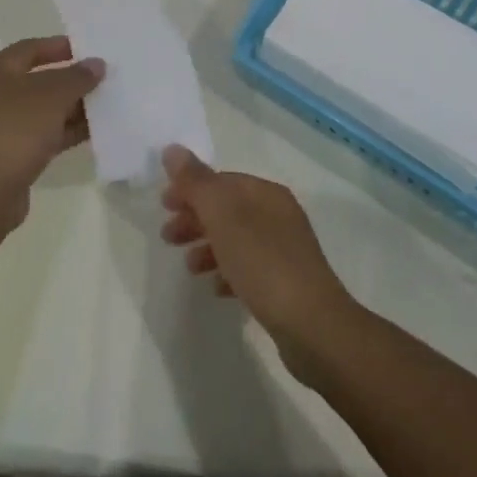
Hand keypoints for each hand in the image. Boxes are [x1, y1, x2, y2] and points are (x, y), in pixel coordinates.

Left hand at [0, 36, 103, 227]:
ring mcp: (3, 126)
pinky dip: (66, 131)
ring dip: (72, 107)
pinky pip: (44, 134)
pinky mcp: (12, 153)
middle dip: (71, 80)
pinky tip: (94, 132)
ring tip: (106, 105)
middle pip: (39, 80)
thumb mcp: (52, 96)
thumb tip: (96, 64)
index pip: (30, 48)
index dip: (59, 46)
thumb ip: (77, 77)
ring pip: (44, 109)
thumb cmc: (16, 130)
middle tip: (102, 79)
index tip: (88, 50)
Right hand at [160, 145, 356, 355]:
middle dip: (195, 218)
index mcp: (266, 193)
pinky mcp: (286, 284)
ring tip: (189, 267)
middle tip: (167, 236)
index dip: (190, 188)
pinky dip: (228, 272)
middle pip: (227, 208)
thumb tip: (172, 149)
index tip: (163, 205)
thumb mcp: (223, 215)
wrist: (312, 327)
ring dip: (208, 247)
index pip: (221, 180)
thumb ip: (196, 182)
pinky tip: (216, 289)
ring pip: (236, 239)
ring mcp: (284, 250)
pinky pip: (249, 269)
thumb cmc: (263, 263)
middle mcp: (278, 215)